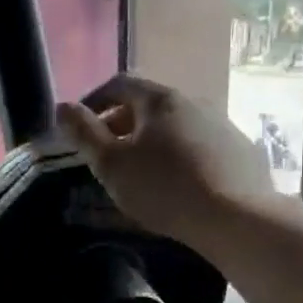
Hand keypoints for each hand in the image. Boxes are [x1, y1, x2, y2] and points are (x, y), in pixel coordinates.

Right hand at [56, 74, 277, 247]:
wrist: (237, 218)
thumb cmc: (163, 187)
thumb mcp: (111, 164)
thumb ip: (83, 133)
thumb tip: (62, 106)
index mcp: (159, 99)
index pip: (119, 83)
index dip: (94, 100)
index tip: (80, 126)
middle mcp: (193, 102)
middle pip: (148, 104)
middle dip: (121, 123)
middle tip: (106, 153)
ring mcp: (222, 125)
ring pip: (175, 126)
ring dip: (152, 141)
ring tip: (140, 171)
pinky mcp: (241, 151)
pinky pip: (199, 145)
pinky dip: (179, 155)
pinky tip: (177, 183)